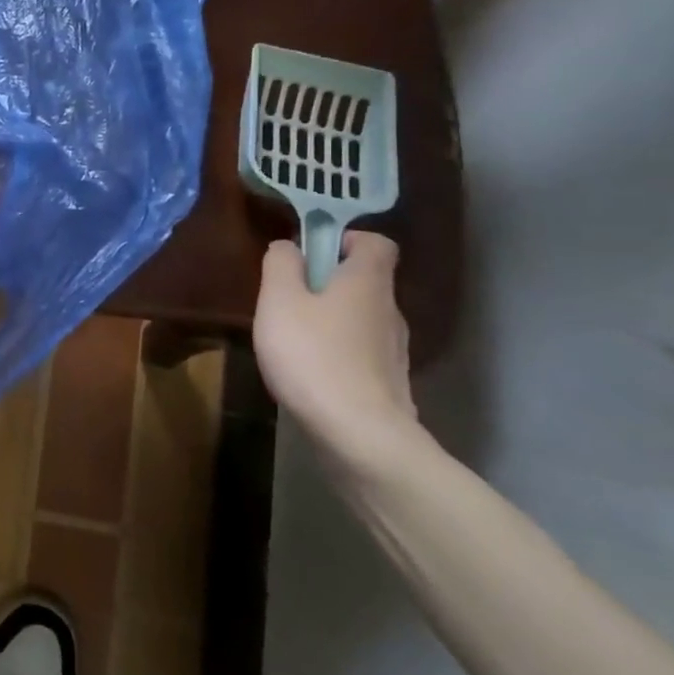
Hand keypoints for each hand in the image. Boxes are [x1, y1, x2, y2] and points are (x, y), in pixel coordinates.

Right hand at [252, 231, 417, 465]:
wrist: (359, 435)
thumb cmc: (312, 355)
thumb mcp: (279, 300)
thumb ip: (280, 265)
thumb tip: (289, 247)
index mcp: (367, 282)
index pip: (376, 242)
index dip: (344, 239)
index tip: (310, 254)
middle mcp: (390, 310)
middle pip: (365, 281)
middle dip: (328, 282)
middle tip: (287, 298)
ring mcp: (394, 349)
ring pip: (362, 317)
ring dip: (331, 318)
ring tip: (293, 337)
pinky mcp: (389, 382)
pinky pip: (361, 351)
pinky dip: (337, 351)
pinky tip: (309, 370)